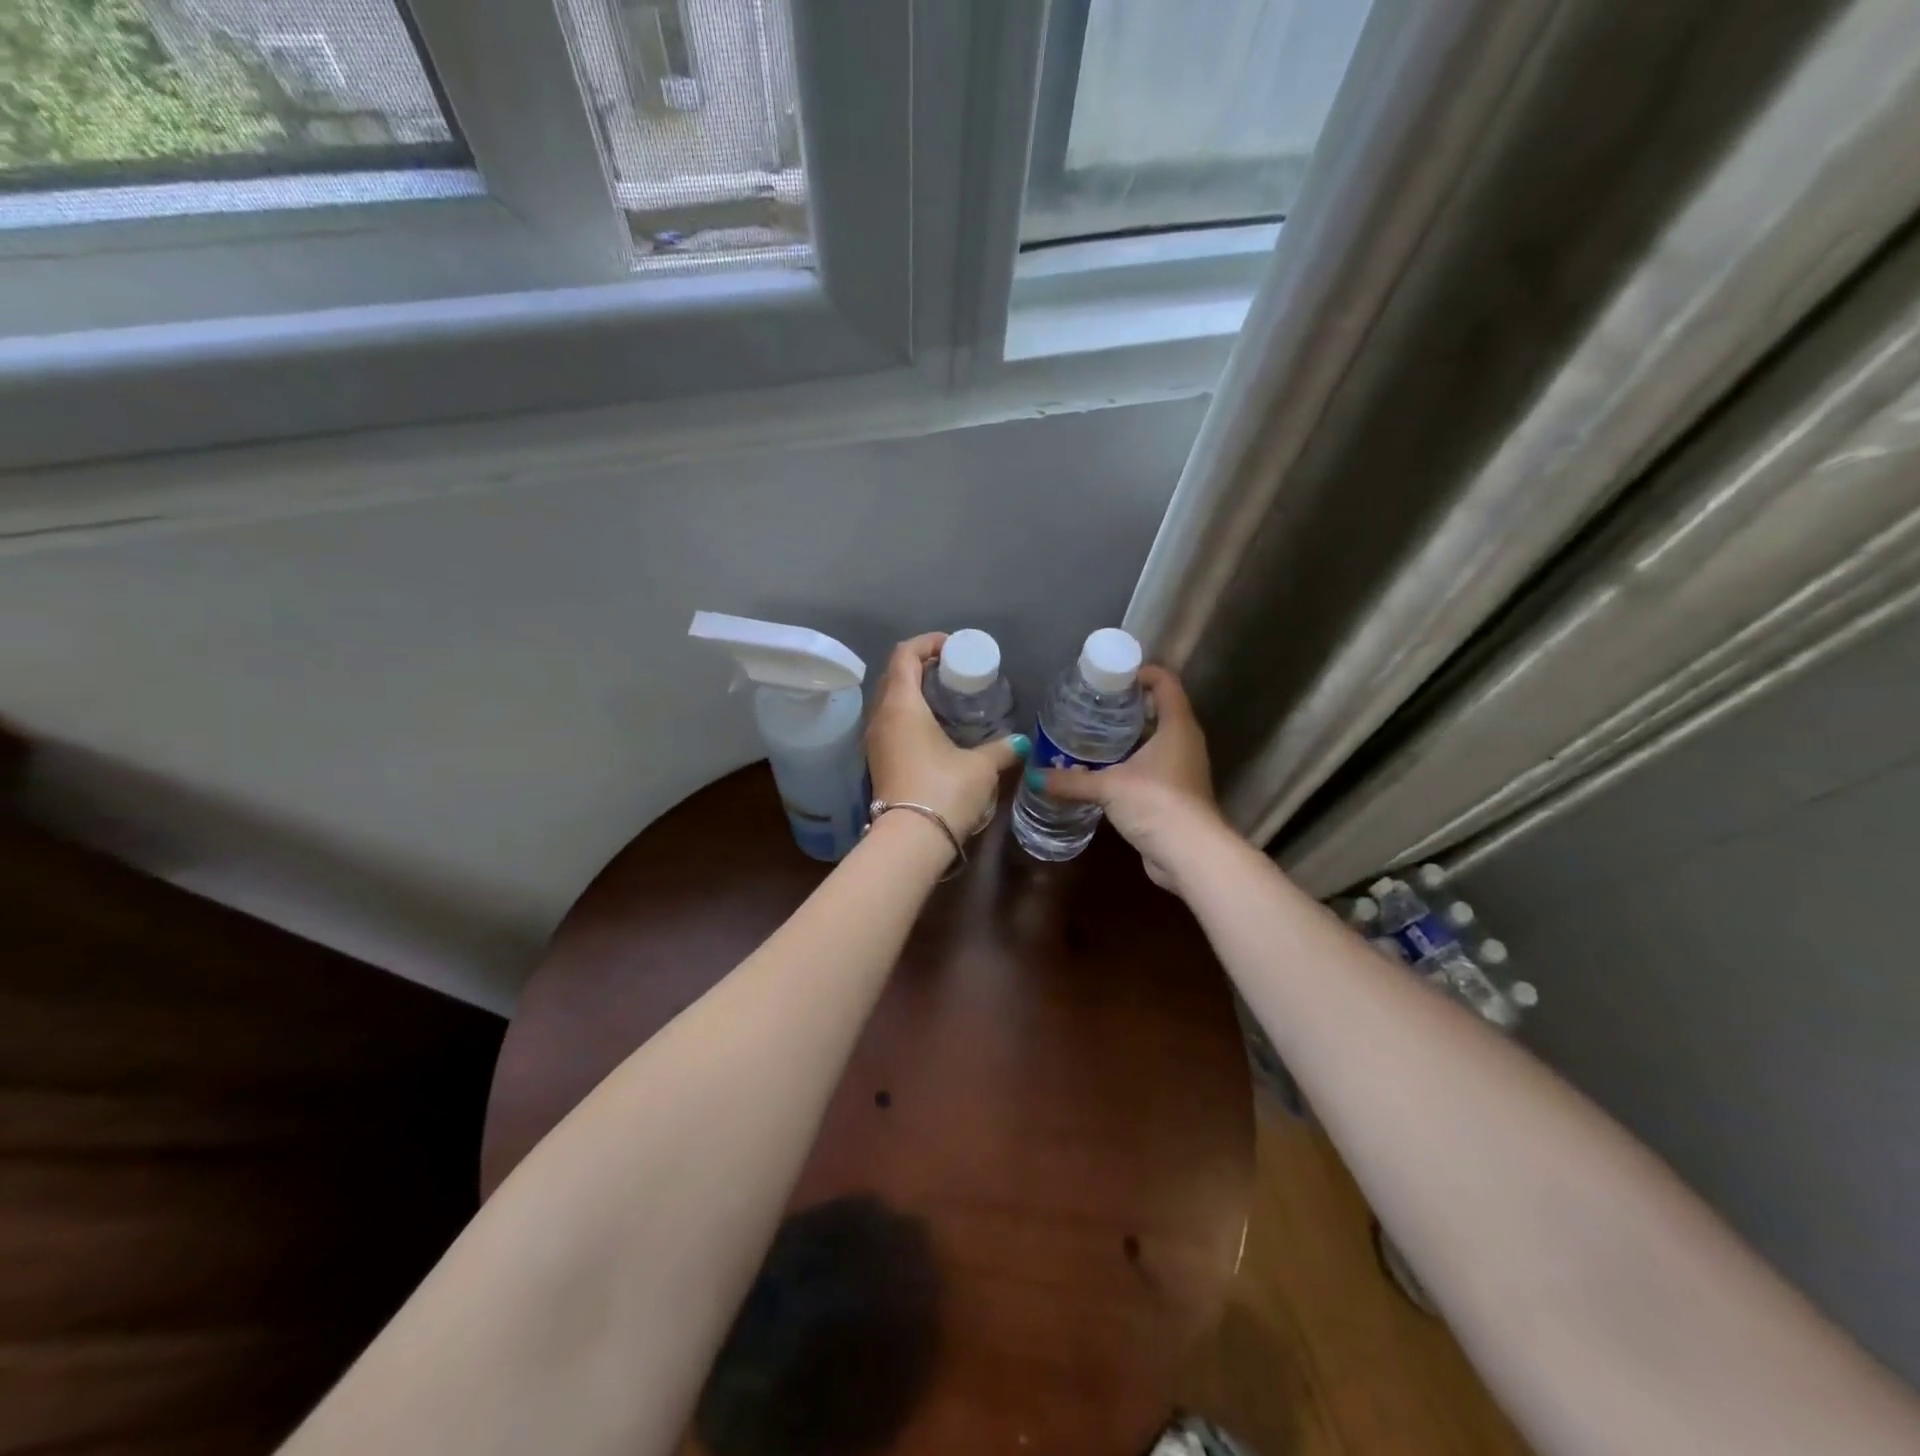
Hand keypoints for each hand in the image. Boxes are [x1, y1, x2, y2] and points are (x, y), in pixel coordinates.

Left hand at [867, 633, 1028, 845]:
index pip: (905, 655)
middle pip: (894, 675)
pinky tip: (934, 729)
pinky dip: (909, 715)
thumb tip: (1020, 742)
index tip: (952, 647)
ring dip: (913, 692)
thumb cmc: (944, 791)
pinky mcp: (878, 761)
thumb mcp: (980, 767)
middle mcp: (881, 716)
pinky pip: (890, 723)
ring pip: (890, 701)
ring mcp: (875, 741)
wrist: (910, 840)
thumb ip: (1001, 749)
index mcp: (902, 704)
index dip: (927, 643)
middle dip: (921, 665)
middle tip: (952, 671)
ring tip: (946, 699)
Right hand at [1029, 665, 1226, 893]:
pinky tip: (1102, 772)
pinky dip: (1130, 766)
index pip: (1165, 682)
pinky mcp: (1175, 794)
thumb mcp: (1108, 787)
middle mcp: (1184, 741)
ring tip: (1090, 737)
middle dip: (1126, 707)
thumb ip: (1070, 781)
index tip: (1110, 677)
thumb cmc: (1155, 803)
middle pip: (1158, 711)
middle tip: (1090, 707)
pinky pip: (1151, 768)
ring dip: (1127, 739)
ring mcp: (1183, 769)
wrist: (1189, 855)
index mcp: (1177, 725)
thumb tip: (1033, 777)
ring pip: (1154, 742)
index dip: (1141, 673)